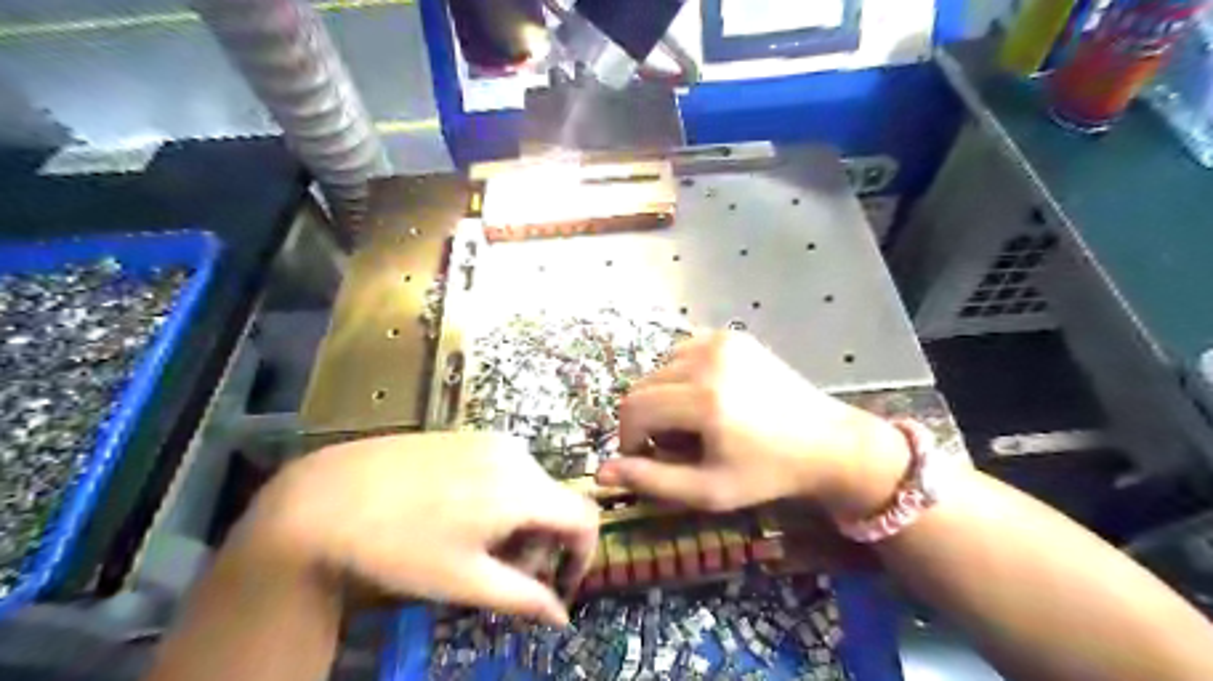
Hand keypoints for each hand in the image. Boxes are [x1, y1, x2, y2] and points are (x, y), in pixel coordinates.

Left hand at [244, 435, 594, 624]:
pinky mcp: (467, 436)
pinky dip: (501, 499)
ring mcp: (490, 440)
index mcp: (523, 489)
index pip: (585, 517)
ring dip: (521, 521)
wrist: (329, 495)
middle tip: (504, 574)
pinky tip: (460, 516)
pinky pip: (505, 469)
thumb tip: (562, 616)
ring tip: (477, 547)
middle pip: (555, 503)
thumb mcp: (465, 581)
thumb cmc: (401, 545)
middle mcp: (517, 455)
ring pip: (530, 486)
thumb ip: (524, 597)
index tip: (558, 584)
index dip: (582, 555)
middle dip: (542, 544)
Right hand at [596, 332, 909, 517]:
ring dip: (662, 397)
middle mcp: (708, 360)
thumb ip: (651, 481)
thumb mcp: (708, 490)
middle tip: (671, 445)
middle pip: (643, 386)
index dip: (629, 437)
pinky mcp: (732, 337)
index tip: (645, 458)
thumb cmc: (767, 473)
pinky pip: (684, 352)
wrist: (825, 441)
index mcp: (703, 400)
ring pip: (660, 368)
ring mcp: (721, 342)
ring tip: (690, 422)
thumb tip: (601, 472)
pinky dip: (681, 376)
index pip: (634, 409)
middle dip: (645, 419)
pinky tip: (705, 398)